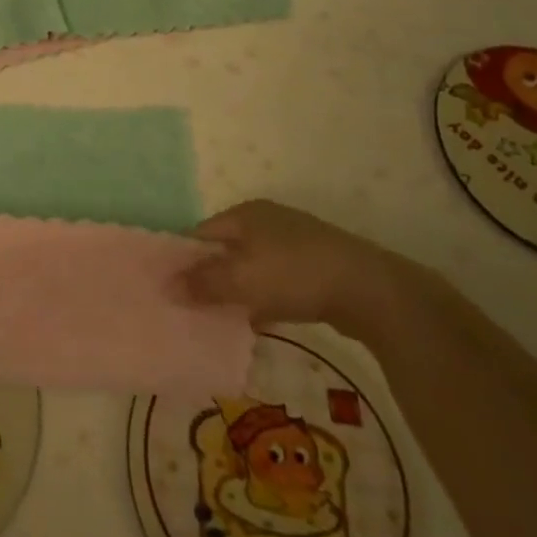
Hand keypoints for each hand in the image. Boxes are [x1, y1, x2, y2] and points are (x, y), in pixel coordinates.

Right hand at [177, 199, 405, 338]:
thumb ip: (203, 283)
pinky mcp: (315, 269)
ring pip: (251, 268)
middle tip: (192, 307)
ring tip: (220, 319)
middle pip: (226, 250)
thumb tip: (166, 287)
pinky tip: (258, 322)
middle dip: (209, 277)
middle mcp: (267, 221)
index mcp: (245, 214)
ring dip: (236, 291)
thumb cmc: (295, 274)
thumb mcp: (241, 279)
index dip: (183, 259)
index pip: (201, 233)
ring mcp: (294, 244)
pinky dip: (262, 299)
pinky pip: (275, 283)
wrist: (370, 290)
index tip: (170, 288)